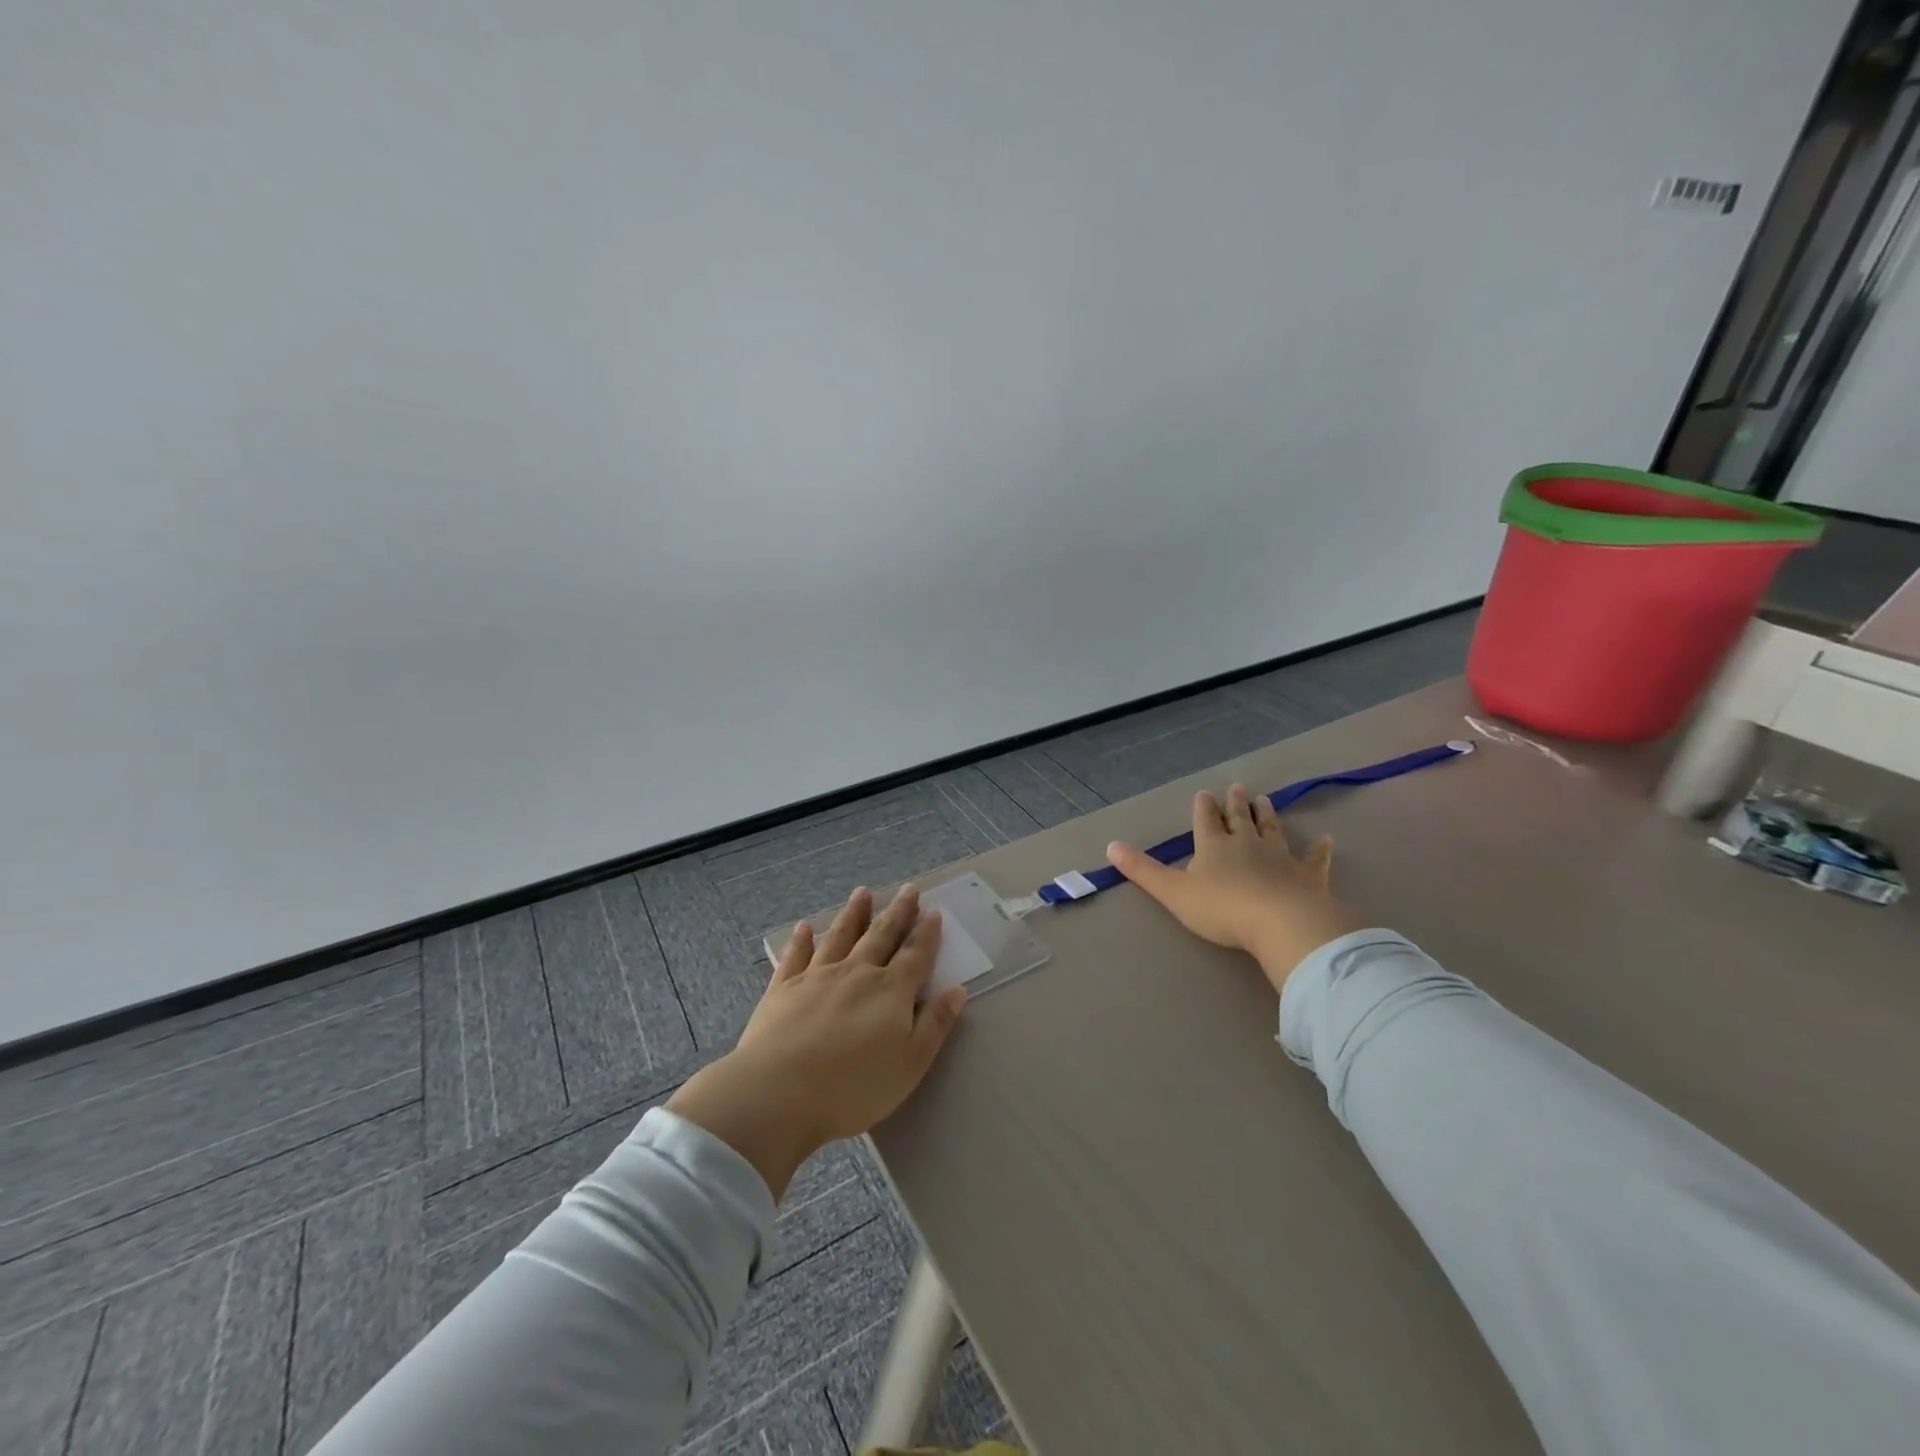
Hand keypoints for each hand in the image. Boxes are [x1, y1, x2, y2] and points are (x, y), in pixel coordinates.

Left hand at [666, 885, 967, 1198]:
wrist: (778, 1094)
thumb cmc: (853, 1088)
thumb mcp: (910, 1065)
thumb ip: (934, 1025)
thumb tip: (957, 990)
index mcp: (890, 991)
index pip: (915, 955)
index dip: (927, 933)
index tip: (934, 911)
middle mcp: (857, 972)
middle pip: (881, 935)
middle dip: (898, 912)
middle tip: (908, 889)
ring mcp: (818, 976)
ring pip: (840, 935)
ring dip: (854, 914)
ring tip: (862, 893)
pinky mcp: (783, 987)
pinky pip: (795, 956)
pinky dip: (801, 940)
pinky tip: (804, 927)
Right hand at [1106, 783, 1362, 993]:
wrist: (1280, 923)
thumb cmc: (1221, 908)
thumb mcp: (1172, 891)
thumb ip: (1142, 870)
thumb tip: (1110, 845)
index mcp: (1213, 846)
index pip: (1206, 821)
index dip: (1203, 808)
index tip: (1205, 792)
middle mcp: (1247, 844)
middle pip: (1240, 819)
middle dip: (1236, 804)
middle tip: (1238, 787)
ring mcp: (1280, 857)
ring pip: (1272, 830)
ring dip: (1267, 815)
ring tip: (1265, 799)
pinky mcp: (1308, 876)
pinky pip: (1314, 860)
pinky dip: (1320, 850)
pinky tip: (1327, 840)